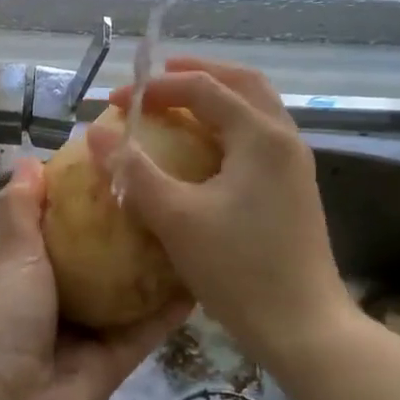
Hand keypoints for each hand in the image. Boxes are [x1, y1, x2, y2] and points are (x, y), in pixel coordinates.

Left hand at [0, 157, 187, 399]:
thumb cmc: (0, 323)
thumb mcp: (7, 258)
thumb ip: (19, 212)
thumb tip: (27, 160)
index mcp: (20, 272)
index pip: (52, 227)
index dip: (76, 199)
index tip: (110, 166)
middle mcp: (53, 298)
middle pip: (94, 258)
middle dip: (121, 231)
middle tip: (162, 192)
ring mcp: (85, 331)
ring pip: (124, 292)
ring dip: (150, 267)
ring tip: (188, 226)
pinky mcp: (114, 360)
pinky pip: (146, 328)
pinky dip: (169, 308)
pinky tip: (201, 277)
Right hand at [87, 57, 354, 372]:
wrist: (302, 327)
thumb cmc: (238, 269)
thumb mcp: (175, 218)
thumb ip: (134, 171)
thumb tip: (97, 134)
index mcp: (260, 136)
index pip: (203, 88)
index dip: (155, 88)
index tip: (116, 103)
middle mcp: (284, 138)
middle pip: (242, 82)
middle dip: (197, 73)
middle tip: (156, 79)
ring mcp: (293, 164)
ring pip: (255, 107)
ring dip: (216, 96)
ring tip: (177, 104)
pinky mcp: (293, 188)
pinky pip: (258, 135)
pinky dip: (228, 123)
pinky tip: (203, 147)